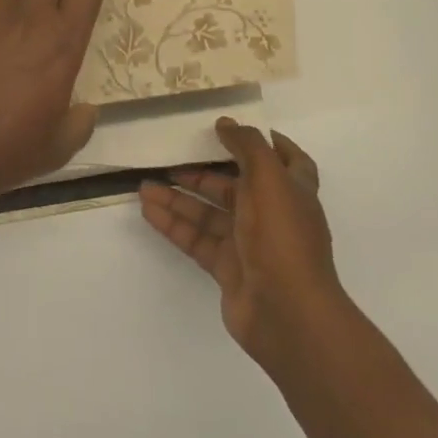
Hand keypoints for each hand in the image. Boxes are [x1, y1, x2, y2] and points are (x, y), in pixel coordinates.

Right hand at [141, 120, 344, 368]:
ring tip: (144, 185)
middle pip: (236, 185)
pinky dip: (174, 224)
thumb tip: (226, 123)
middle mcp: (272, 214)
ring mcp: (250, 244)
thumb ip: (247, 146)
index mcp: (292, 191)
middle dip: (203, 170)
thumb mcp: (268, 178)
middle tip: (171, 156)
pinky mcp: (229, 269)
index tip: (235, 129)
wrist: (288, 314)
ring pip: (210, 213)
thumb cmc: (282, 236)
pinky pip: (197, 239)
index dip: (267, 143)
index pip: (288, 160)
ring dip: (179, 197)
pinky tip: (149, 210)